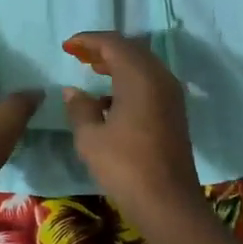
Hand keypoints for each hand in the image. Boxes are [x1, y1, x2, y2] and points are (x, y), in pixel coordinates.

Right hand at [61, 32, 203, 223]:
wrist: (168, 203)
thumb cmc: (125, 166)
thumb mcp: (91, 138)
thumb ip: (80, 108)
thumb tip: (73, 91)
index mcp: (139, 76)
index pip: (113, 43)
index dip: (88, 40)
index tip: (67, 46)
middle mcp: (159, 78)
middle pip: (131, 50)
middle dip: (104, 49)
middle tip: (79, 55)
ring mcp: (171, 95)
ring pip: (143, 66)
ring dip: (118, 64)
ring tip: (92, 70)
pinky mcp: (174, 112)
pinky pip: (150, 83)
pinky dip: (129, 81)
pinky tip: (110, 100)